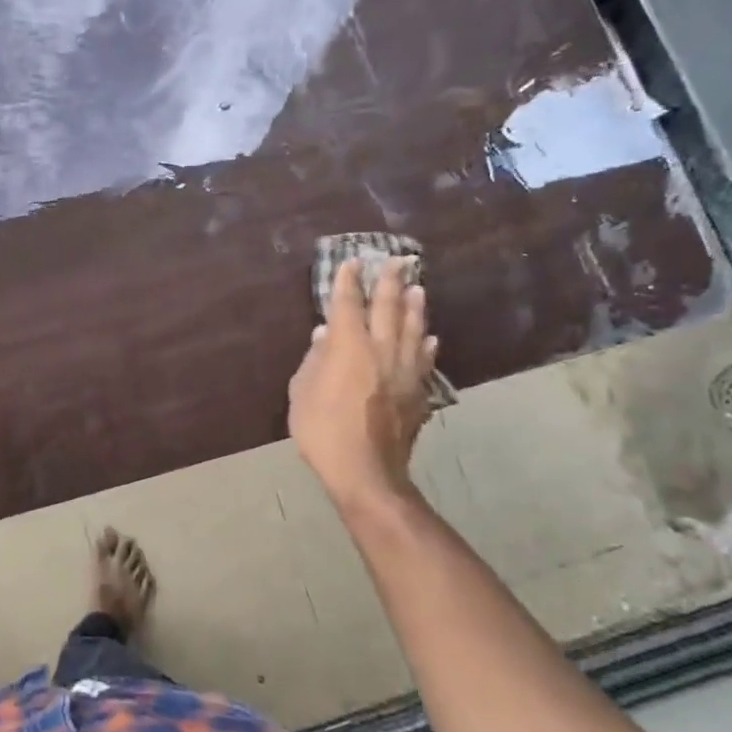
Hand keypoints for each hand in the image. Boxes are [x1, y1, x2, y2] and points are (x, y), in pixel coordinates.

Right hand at [287, 257, 438, 501]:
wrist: (366, 471)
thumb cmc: (323, 430)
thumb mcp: (302, 392)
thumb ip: (314, 359)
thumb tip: (325, 334)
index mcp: (349, 346)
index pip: (348, 304)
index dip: (348, 281)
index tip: (352, 262)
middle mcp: (381, 349)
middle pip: (388, 307)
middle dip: (390, 281)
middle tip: (398, 260)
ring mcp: (404, 370)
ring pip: (413, 329)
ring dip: (414, 306)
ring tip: (418, 287)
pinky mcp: (418, 392)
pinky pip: (424, 359)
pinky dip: (426, 344)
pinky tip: (430, 337)